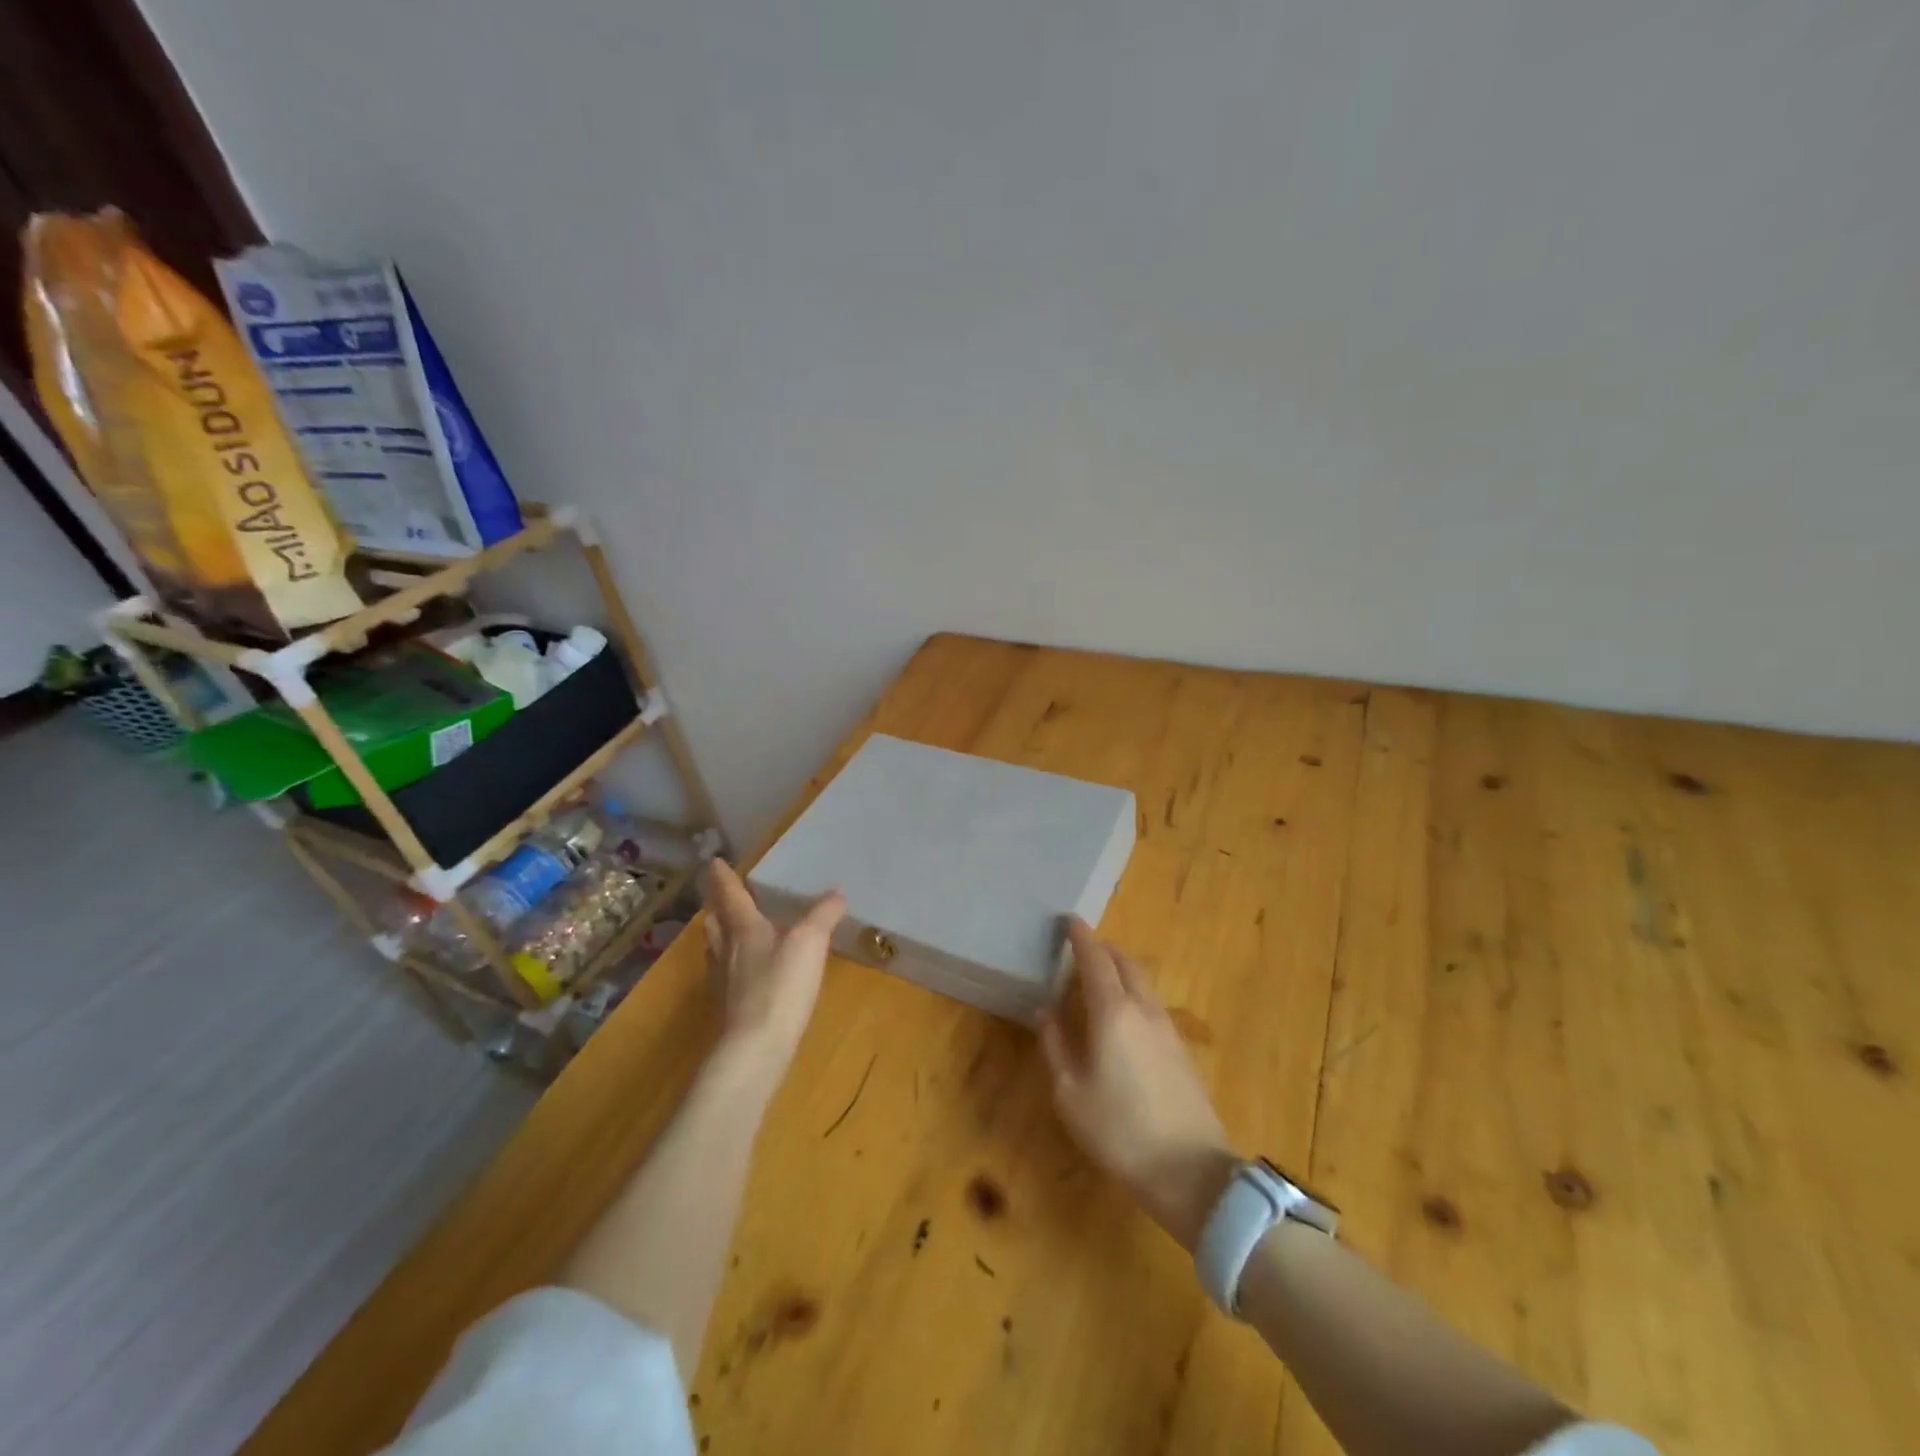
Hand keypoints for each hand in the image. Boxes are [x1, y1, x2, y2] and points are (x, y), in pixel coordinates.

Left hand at [702, 860, 845, 1072]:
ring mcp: (723, 982)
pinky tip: (747, 974)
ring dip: (722, 936)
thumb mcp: (810, 943)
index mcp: (743, 929)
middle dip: (718, 908)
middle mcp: (726, 951)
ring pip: (717, 949)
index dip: (723, 877)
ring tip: (733, 931)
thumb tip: (837, 893)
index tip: (713, 862)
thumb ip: (823, 916)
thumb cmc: (779, 986)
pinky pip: (727, 976)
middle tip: (722, 897)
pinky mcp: (728, 1009)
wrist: (754, 1049)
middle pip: (716, 923)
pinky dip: (734, 966)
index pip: (730, 895)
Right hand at [1038, 918, 1237, 1250]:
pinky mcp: (1181, 1050)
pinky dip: (1134, 992)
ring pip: (1143, 981)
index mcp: (1112, 1012)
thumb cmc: (1118, 1130)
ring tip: (1099, 980)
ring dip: (1121, 970)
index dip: (1081, 937)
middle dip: (1103, 949)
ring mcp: (1167, 1028)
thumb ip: (1055, 1045)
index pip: (1095, 959)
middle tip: (1081, 949)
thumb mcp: (1069, 1093)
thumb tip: (1046, 1010)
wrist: (1189, 1171)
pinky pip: (1153, 1003)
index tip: (1069, 920)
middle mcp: (1143, 1009)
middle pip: (1125, 963)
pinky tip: (1123, 1016)